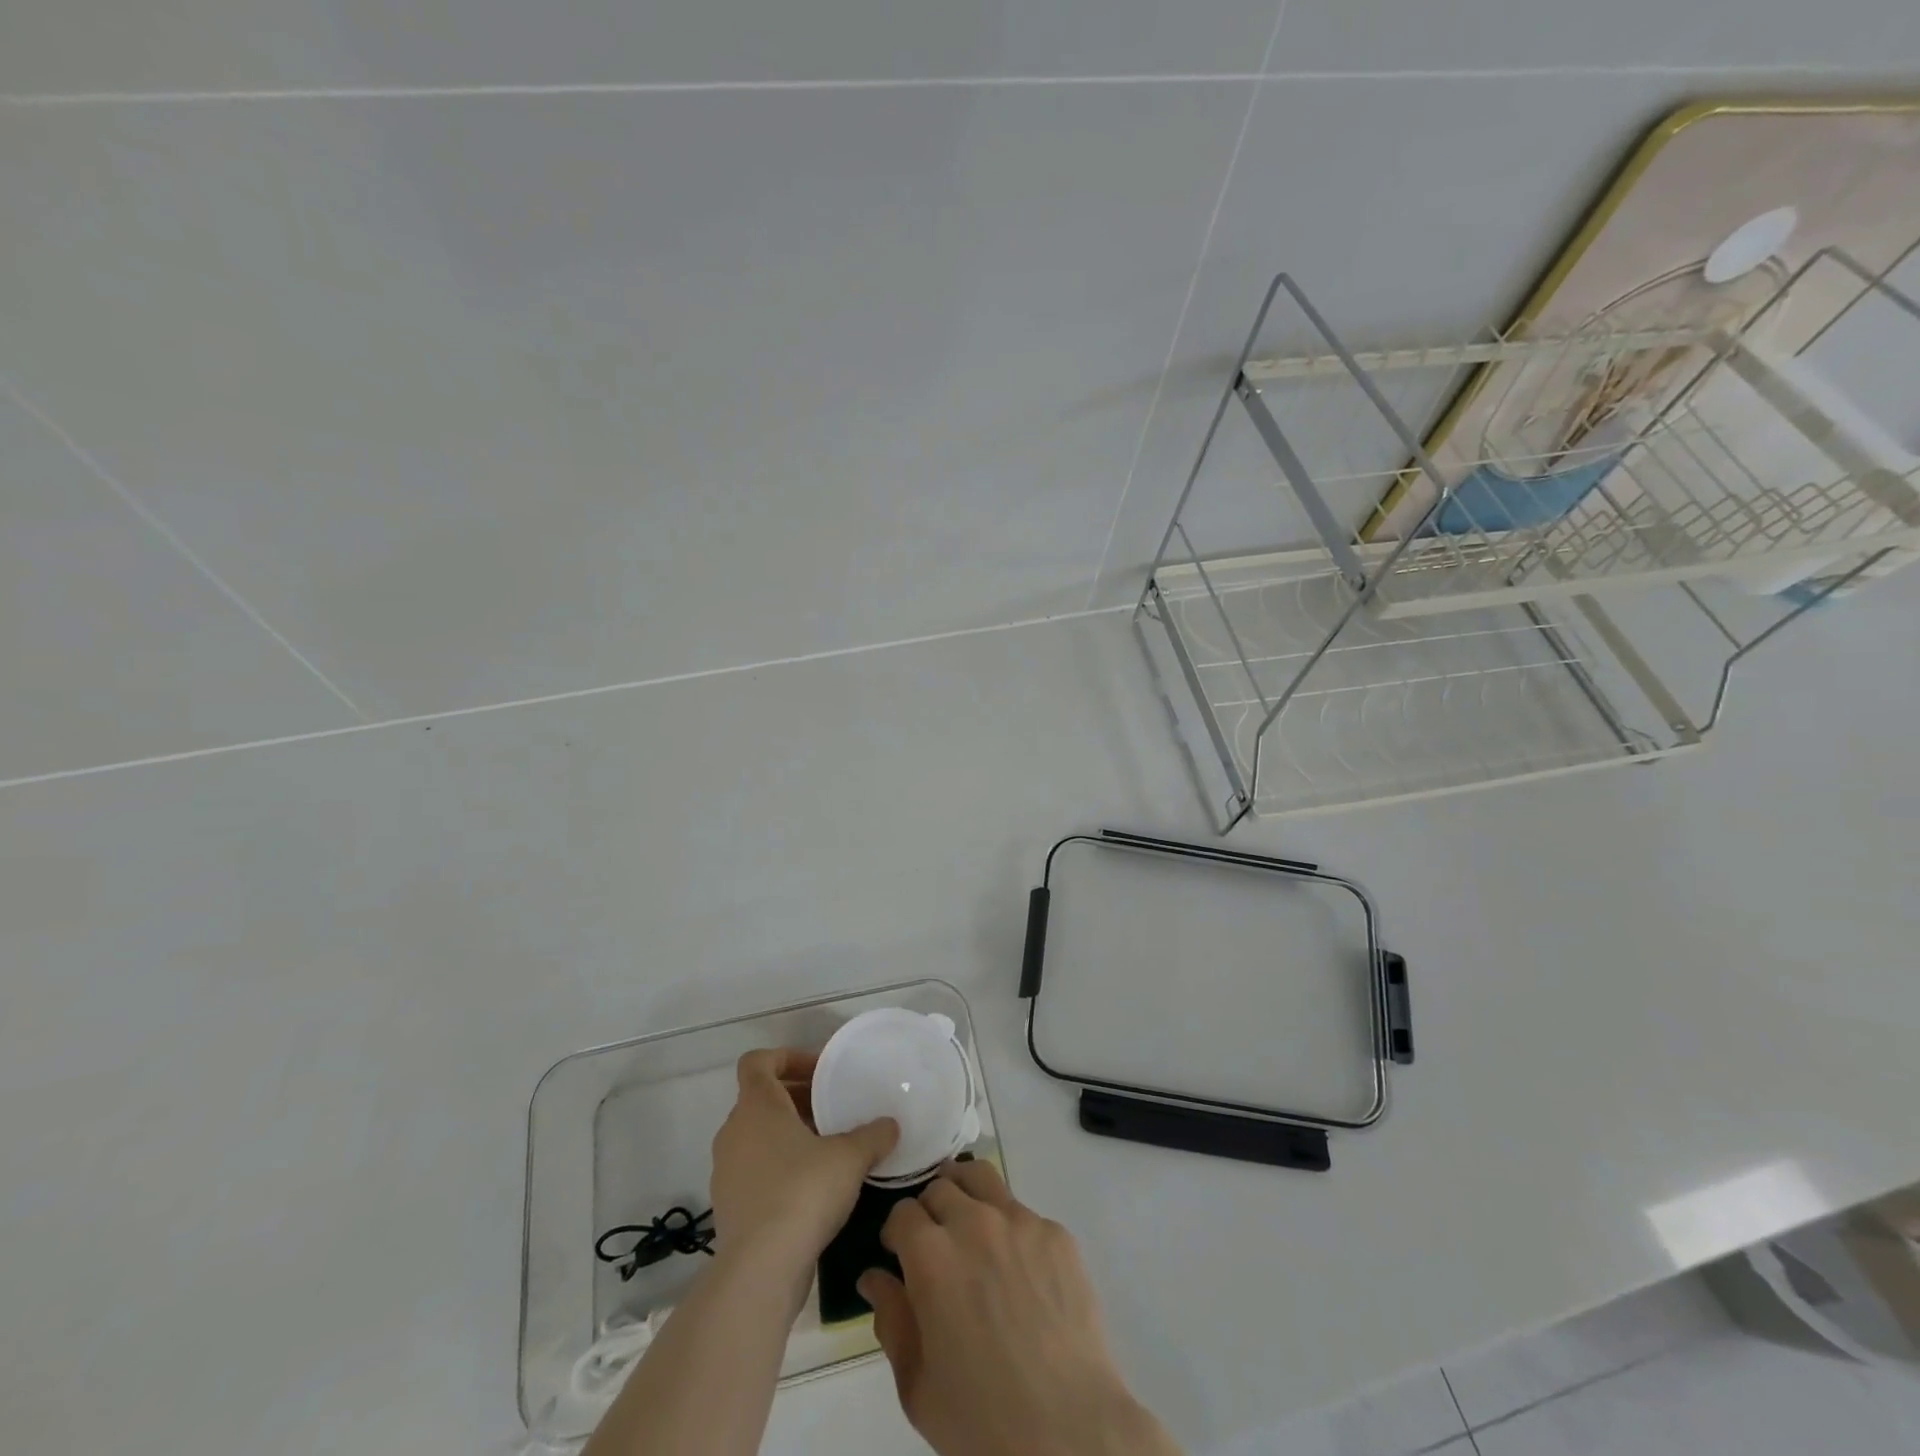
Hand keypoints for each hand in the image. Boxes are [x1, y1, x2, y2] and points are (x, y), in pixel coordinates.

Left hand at [709, 1048, 896, 1274]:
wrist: (761, 1270)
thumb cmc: (803, 1192)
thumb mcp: (850, 1157)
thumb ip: (873, 1135)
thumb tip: (891, 1125)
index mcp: (756, 1106)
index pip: (757, 1062)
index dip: (788, 1058)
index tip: (820, 1072)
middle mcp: (733, 1132)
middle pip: (761, 1099)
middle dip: (797, 1098)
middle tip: (833, 1109)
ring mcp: (726, 1172)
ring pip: (758, 1136)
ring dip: (789, 1135)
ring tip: (828, 1149)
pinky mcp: (729, 1208)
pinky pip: (755, 1170)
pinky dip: (780, 1167)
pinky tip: (813, 1188)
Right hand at [859, 1161, 1180, 1455]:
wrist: (1068, 1430)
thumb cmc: (981, 1418)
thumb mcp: (917, 1384)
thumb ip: (891, 1320)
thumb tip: (873, 1277)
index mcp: (931, 1255)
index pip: (902, 1212)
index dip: (896, 1233)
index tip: (899, 1254)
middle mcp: (974, 1222)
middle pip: (940, 1187)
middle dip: (930, 1211)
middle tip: (935, 1245)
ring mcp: (1020, 1221)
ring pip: (982, 1178)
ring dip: (966, 1193)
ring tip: (969, 1223)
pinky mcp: (1056, 1233)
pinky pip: (1023, 1213)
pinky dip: (1010, 1228)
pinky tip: (1019, 1269)